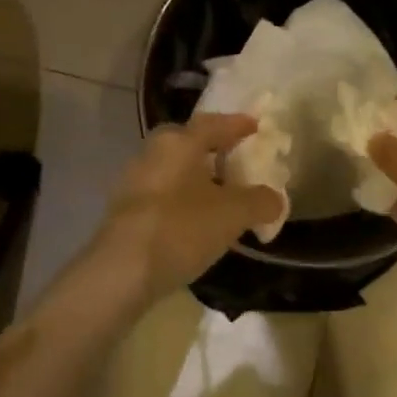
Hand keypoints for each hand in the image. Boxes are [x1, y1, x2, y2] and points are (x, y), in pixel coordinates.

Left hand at [96, 114, 284, 303]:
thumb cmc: (181, 228)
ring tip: (220, 196)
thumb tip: (275, 199)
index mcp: (178, 142)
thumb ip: (259, 202)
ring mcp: (133, 182)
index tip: (255, 126)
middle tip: (235, 161)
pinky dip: (182, 201)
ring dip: (196, 179)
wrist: (121, 272)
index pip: (213, 124)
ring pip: (173, 171)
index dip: (236, 124)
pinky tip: (195, 222)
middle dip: (212, 150)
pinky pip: (162, 195)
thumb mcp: (232, 214)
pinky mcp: (124, 212)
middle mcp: (152, 153)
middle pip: (188, 144)